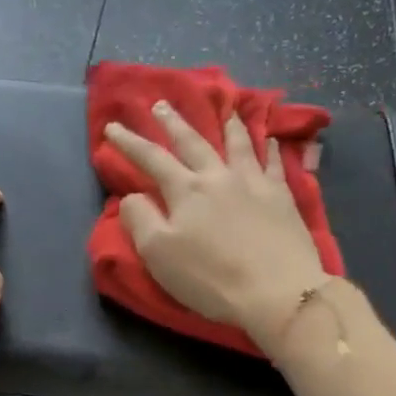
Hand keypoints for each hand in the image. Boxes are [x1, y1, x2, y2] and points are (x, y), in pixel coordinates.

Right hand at [104, 102, 326, 352]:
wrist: (277, 291)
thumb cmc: (210, 278)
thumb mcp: (159, 255)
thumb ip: (140, 220)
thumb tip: (132, 196)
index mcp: (185, 190)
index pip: (151, 159)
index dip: (129, 142)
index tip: (112, 127)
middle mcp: (218, 177)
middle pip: (193, 143)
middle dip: (173, 123)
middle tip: (161, 104)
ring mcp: (254, 183)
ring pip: (239, 144)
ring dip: (228, 125)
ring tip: (225, 108)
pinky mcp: (282, 198)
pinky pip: (276, 164)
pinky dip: (272, 149)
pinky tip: (273, 140)